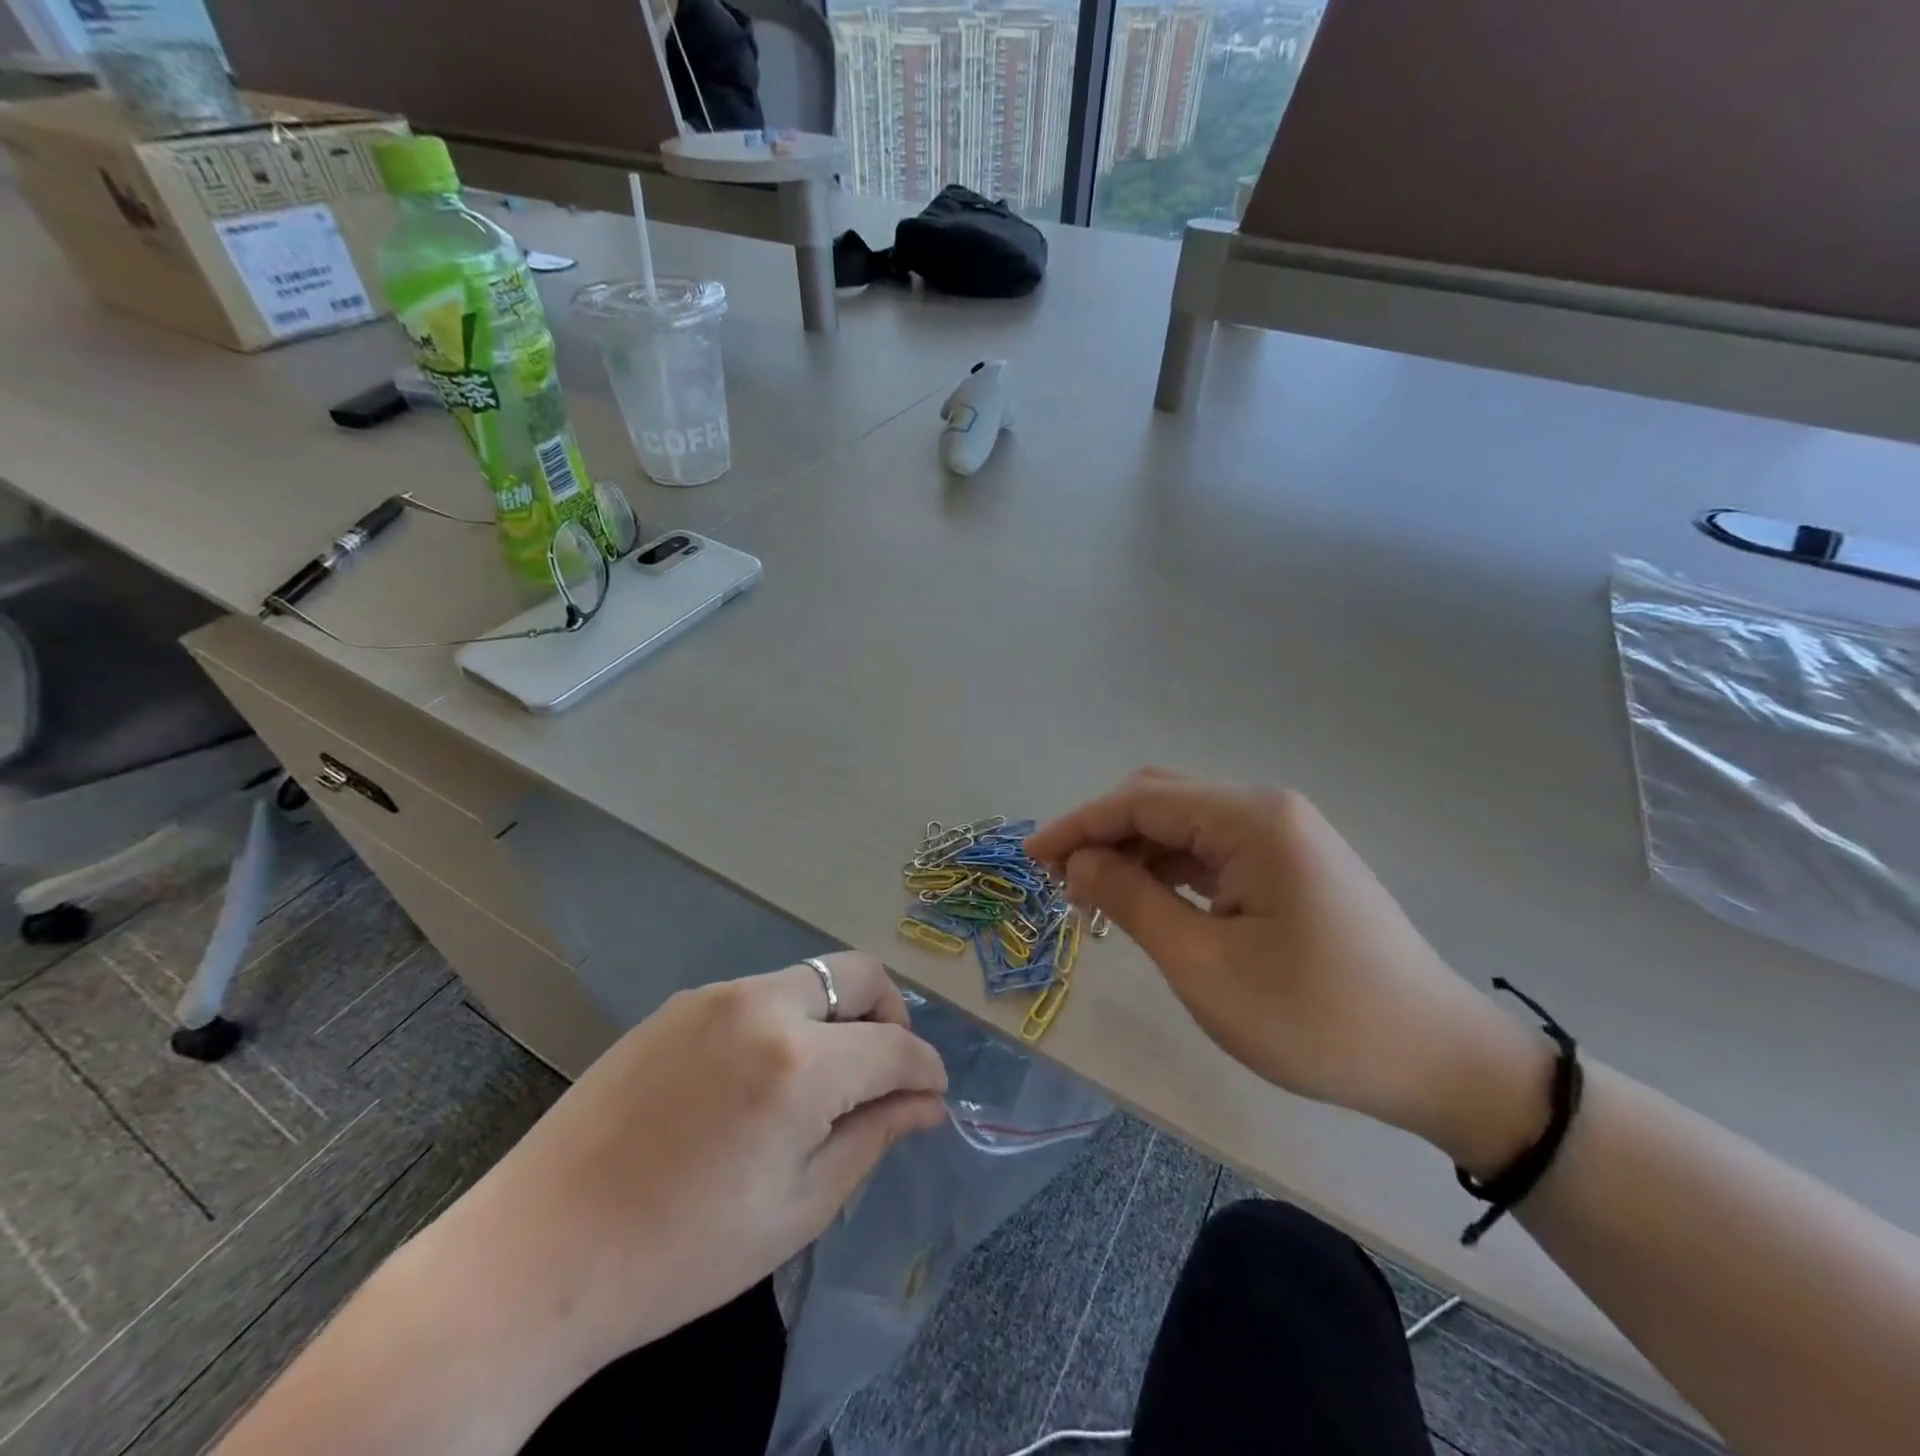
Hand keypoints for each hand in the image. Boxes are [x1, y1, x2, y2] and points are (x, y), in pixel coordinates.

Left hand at [422, 953, 947, 1376]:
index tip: (932, 1094)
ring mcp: (714, 996)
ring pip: (807, 979)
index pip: (896, 1045)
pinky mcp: (678, 1004)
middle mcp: (763, 1005)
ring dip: (835, 1016)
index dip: (926, 1069)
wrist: (537, 1255)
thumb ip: (873, 1137)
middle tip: (885, 1072)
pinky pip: (757, 995)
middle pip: (857, 973)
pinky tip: (758, 1079)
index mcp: (800, 1062)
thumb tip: (927, 1104)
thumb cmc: (682, 1252)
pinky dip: (785, 1021)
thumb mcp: (798, 1208)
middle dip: (889, 1014)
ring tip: (821, 1082)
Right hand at [1028, 770, 1549, 1174]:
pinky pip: (1215, 852)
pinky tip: (1149, 900)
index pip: (1141, 801)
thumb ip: (1132, 901)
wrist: (1440, 1062)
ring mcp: (1286, 837)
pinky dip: (1171, 869)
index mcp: (1251, 819)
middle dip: (1104, 833)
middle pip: (1162, 800)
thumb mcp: (1205, 964)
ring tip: (1095, 897)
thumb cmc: (1315, 1017)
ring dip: (1135, 852)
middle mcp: (1268, 810)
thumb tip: (1079, 862)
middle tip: (1062, 882)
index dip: (1078, 825)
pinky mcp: (1294, 866)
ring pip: (1187, 825)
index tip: (1030, 858)